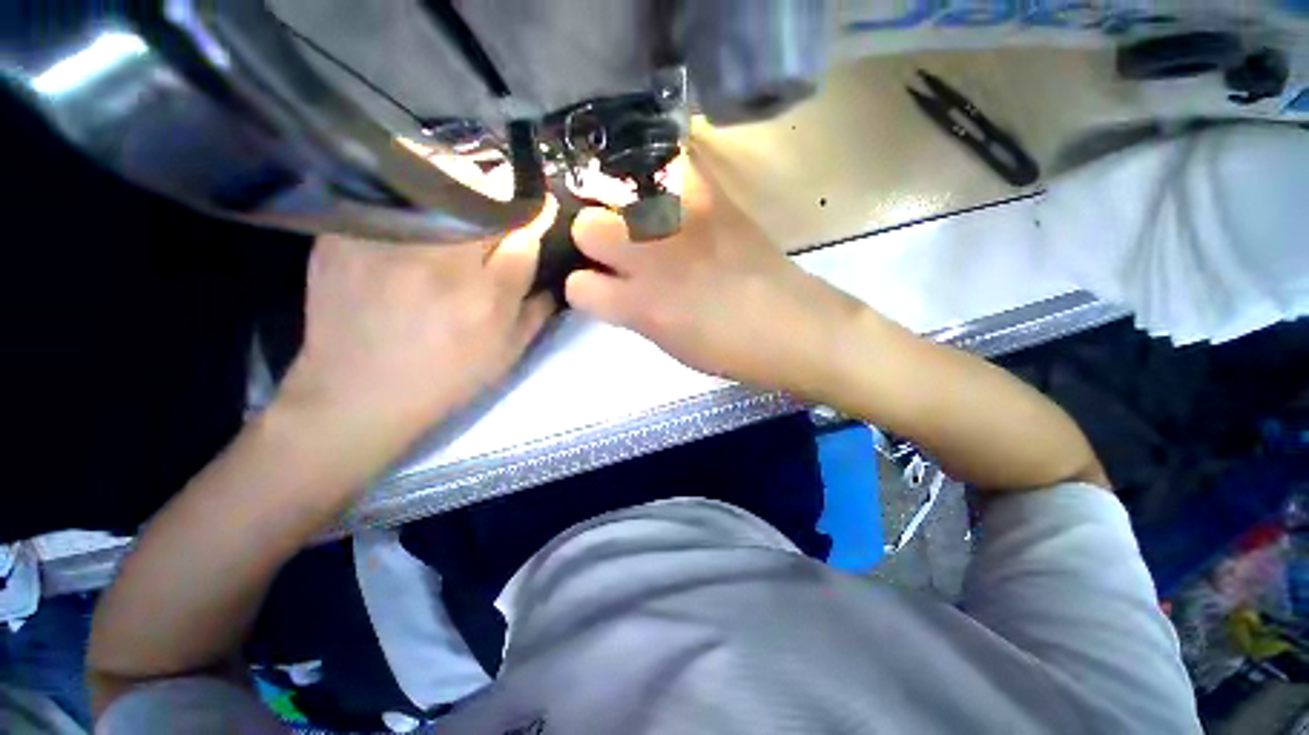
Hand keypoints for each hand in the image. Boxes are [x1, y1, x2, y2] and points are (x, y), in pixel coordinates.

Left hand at [279, 200, 557, 451]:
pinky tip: (415, 218)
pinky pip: (390, 194)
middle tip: (501, 208)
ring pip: (437, 181)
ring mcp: (386, 243)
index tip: (545, 208)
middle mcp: (439, 262)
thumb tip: (555, 269)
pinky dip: (413, 197)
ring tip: (460, 205)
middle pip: (483, 197)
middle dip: (501, 197)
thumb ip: (537, 308)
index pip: (525, 234)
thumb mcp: (507, 352)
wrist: (358, 393)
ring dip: (460, 187)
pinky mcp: (344, 235)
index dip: (539, 217)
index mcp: (485, 296)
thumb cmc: (447, 377)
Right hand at [566, 160, 860, 396]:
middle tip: (615, 249)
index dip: (584, 288)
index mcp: (639, 306)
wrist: (791, 326)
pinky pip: (668, 165)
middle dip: (593, 241)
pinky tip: (664, 188)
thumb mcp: (667, 343)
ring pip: (616, 192)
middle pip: (586, 227)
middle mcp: (651, 258)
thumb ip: (631, 312)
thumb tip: (612, 288)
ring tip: (637, 219)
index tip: (598, 288)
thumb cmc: (727, 350)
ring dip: (619, 209)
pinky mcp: (711, 195)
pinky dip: (659, 175)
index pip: (577, 286)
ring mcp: (680, 219)